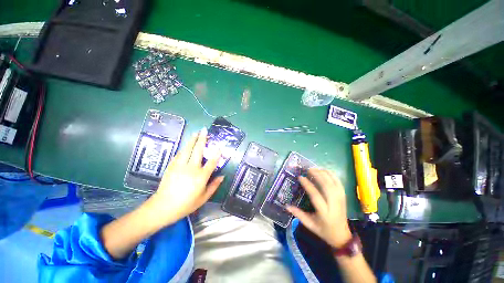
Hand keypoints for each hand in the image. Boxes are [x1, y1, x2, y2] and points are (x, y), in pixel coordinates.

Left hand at [147, 128, 222, 226]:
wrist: (163, 207)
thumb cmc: (186, 204)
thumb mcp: (204, 198)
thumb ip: (214, 186)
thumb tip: (222, 176)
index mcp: (201, 177)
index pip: (211, 162)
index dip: (216, 154)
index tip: (219, 146)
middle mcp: (191, 168)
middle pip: (198, 150)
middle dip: (202, 139)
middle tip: (204, 130)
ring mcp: (180, 166)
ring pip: (187, 149)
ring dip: (192, 140)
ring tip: (196, 133)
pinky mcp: (171, 166)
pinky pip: (179, 154)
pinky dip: (184, 148)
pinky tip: (186, 145)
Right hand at [287, 168, 351, 247]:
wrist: (341, 236)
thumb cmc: (323, 230)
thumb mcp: (309, 225)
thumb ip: (298, 214)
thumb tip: (286, 206)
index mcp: (324, 212)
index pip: (315, 195)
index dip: (308, 185)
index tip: (300, 177)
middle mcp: (334, 204)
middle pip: (326, 186)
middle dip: (317, 175)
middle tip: (308, 169)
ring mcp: (340, 199)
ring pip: (333, 183)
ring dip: (324, 173)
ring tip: (314, 169)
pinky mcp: (343, 196)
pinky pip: (339, 183)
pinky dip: (332, 175)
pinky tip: (325, 171)